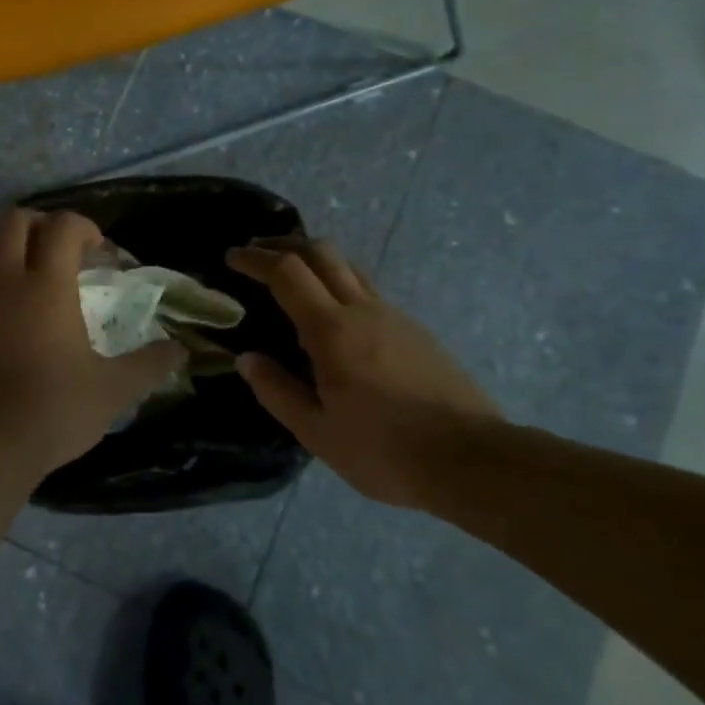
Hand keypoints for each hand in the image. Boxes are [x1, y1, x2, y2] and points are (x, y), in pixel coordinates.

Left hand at [0, 208, 185, 474]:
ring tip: (33, 282)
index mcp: (47, 286)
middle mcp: (6, 284)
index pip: (62, 226)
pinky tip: (9, 328)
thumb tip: (179, 351)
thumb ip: (148, 365)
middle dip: (40, 223)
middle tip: (62, 250)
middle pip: (12, 222)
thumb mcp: (113, 390)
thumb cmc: (54, 409)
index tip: (100, 252)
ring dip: (9, 253)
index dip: (84, 227)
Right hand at [227, 238, 501, 506]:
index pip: (287, 273)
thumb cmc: (385, 450)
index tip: (232, 257)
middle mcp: (363, 310)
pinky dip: (339, 283)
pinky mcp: (416, 331)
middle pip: (321, 252)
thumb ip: (277, 391)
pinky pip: (368, 291)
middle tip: (257, 250)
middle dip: (284, 244)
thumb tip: (247, 358)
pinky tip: (335, 315)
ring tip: (292, 273)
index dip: (256, 259)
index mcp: (332, 331)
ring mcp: (394, 317)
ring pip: (349, 267)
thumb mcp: (317, 432)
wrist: (472, 460)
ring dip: (315, 259)